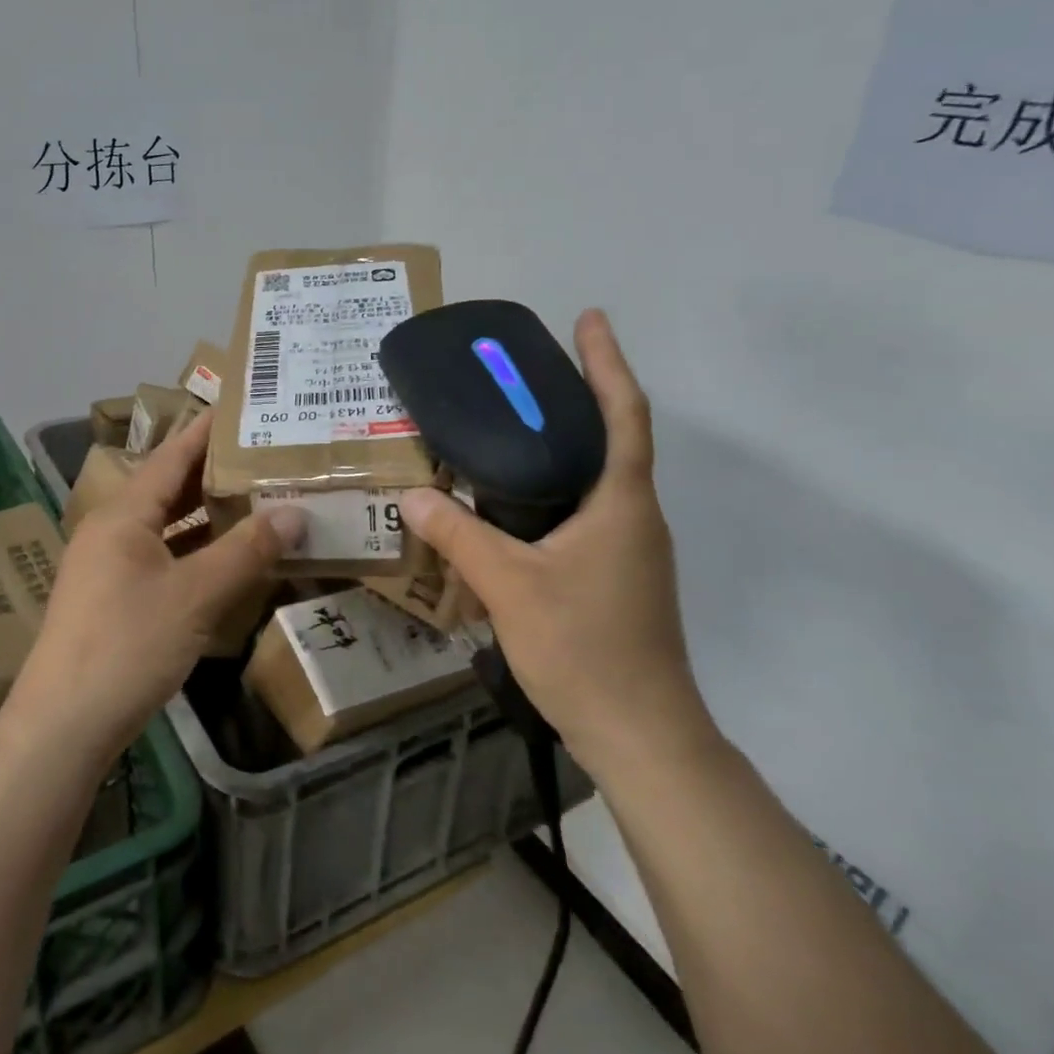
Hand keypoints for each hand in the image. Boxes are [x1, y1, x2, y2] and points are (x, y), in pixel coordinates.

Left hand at [8, 414, 302, 766]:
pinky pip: (162, 558)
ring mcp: (109, 567)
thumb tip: (295, 512)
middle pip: (168, 488)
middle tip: (263, 455)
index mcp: (124, 514)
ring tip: (255, 498)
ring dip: (207, 515)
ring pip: (166, 526)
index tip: (242, 410)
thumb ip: (247, 551)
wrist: (63, 726)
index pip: (171, 456)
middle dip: (214, 472)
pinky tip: (228, 558)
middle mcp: (112, 530)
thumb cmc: (128, 646)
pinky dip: (196, 551)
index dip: (205, 432)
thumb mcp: (196, 595)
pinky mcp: (114, 600)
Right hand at [400, 310, 718, 785]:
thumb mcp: (509, 586)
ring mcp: (630, 550)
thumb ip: (459, 536)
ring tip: (510, 432)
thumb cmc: (584, 649)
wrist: (640, 734)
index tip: (588, 318)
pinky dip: (554, 492)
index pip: (624, 414)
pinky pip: (585, 515)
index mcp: (622, 503)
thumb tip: (413, 494)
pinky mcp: (617, 577)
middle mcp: (635, 517)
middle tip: (524, 374)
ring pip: (597, 481)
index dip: (607, 362)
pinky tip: (513, 507)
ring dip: (564, 447)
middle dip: (578, 397)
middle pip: (612, 439)